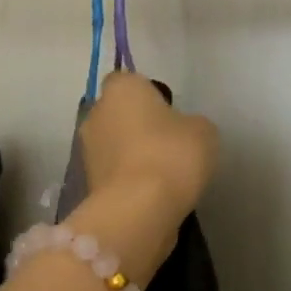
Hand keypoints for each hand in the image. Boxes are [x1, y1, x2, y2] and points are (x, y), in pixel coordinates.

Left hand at [80, 71, 219, 224]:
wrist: (139, 209)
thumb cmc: (172, 155)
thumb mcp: (203, 131)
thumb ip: (190, 122)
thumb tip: (182, 130)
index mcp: (121, 89)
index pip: (129, 80)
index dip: (149, 95)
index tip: (169, 112)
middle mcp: (96, 113)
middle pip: (118, 113)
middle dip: (138, 124)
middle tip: (168, 143)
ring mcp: (87, 150)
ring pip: (114, 144)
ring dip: (132, 153)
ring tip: (162, 173)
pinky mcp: (88, 183)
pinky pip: (114, 172)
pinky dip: (128, 178)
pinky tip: (151, 193)